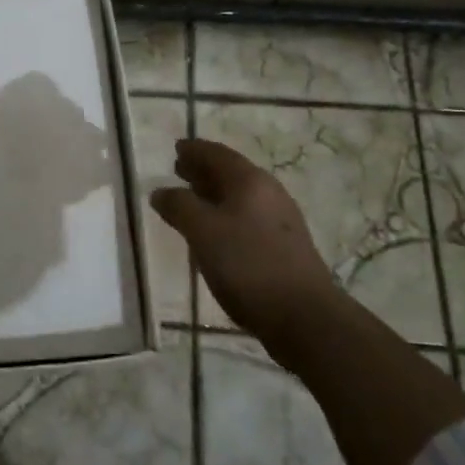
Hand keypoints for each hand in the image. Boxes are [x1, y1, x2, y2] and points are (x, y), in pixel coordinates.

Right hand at [150, 137, 340, 350]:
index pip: (217, 154)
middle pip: (230, 173)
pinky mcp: (284, 246)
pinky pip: (247, 217)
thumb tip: (160, 191)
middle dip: (203, 170)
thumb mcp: (203, 232)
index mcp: (250, 181)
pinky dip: (225, 215)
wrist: (304, 316)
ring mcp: (280, 220)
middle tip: (179, 170)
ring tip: (191, 200)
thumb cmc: (248, 264)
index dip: (194, 150)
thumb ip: (179, 206)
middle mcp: (269, 192)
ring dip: (213, 194)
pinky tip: (215, 233)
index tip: (176, 148)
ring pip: (240, 196)